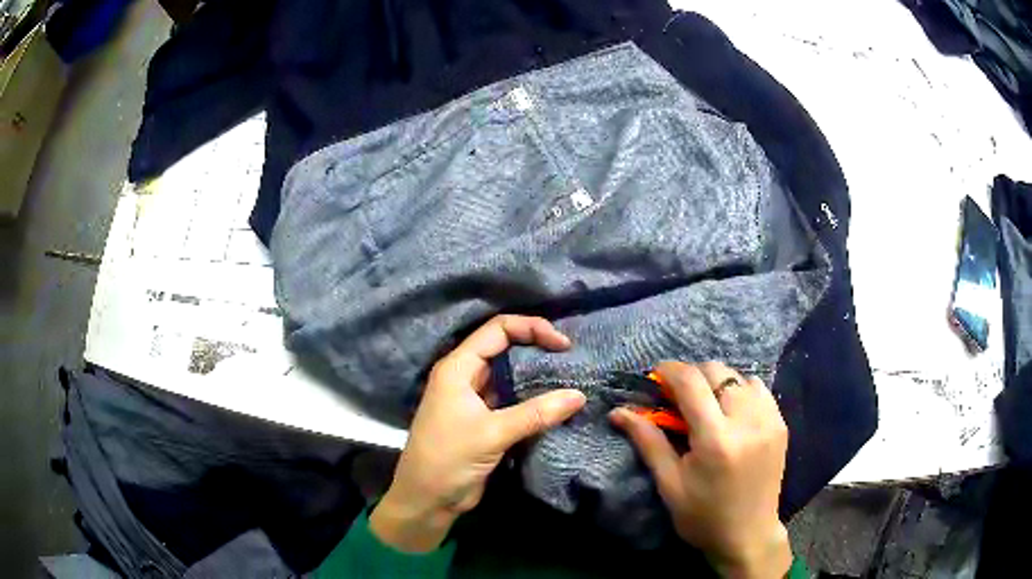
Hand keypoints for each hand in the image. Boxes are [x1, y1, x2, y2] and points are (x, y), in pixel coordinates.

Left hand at [370, 315, 587, 551]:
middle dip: (537, 349)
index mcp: (458, 367)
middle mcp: (466, 377)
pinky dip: (533, 400)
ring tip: (571, 379)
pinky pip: (513, 401)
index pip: (498, 330)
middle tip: (572, 360)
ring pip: (510, 376)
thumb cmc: (448, 459)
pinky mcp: (484, 422)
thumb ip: (536, 414)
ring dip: (537, 377)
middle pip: (505, 349)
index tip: (563, 345)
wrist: (427, 499)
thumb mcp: (492, 433)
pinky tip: (557, 404)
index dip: (532, 328)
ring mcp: (475, 400)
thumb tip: (579, 395)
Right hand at [610, 362, 791, 578]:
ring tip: (705, 404)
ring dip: (717, 382)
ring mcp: (770, 420)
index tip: (655, 374)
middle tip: (678, 395)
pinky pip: (759, 389)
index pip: (692, 382)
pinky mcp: (781, 424)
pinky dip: (740, 390)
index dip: (670, 370)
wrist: (748, 535)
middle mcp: (747, 421)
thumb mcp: (669, 484)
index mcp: (716, 439)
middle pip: (717, 371)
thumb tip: (618, 411)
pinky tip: (730, 412)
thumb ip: (648, 441)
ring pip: (739, 376)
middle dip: (692, 375)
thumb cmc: (702, 516)